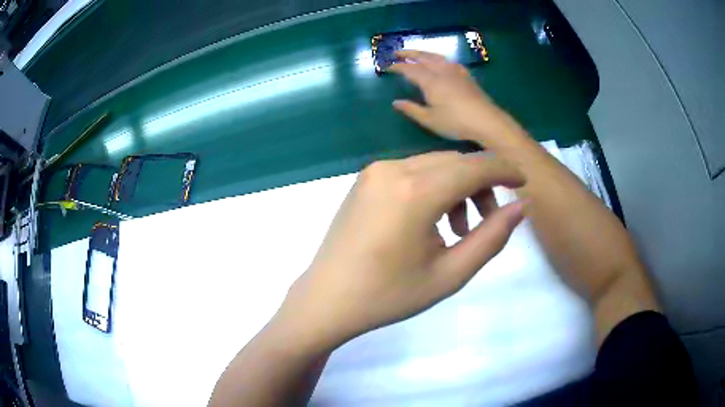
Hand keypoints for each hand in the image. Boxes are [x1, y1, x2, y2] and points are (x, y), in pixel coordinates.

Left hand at [276, 152, 524, 348]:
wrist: (327, 300)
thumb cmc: (388, 296)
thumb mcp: (450, 274)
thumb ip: (491, 237)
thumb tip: (520, 206)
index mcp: (416, 191)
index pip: (475, 166)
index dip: (504, 170)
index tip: (523, 183)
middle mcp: (394, 168)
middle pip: (455, 162)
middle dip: (481, 184)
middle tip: (489, 220)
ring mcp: (375, 171)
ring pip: (434, 165)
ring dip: (457, 187)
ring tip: (458, 229)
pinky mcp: (366, 180)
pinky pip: (412, 172)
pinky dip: (433, 188)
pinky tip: (431, 221)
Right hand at [389, 50, 523, 145]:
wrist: (486, 121)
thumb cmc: (456, 122)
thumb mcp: (430, 120)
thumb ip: (412, 109)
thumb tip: (396, 102)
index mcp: (430, 81)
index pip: (409, 69)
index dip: (397, 67)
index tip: (387, 66)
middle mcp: (441, 71)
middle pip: (423, 57)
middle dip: (409, 54)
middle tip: (397, 53)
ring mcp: (455, 72)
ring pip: (436, 57)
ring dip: (424, 53)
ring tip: (416, 54)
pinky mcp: (466, 75)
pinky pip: (449, 61)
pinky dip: (439, 58)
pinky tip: (441, 61)